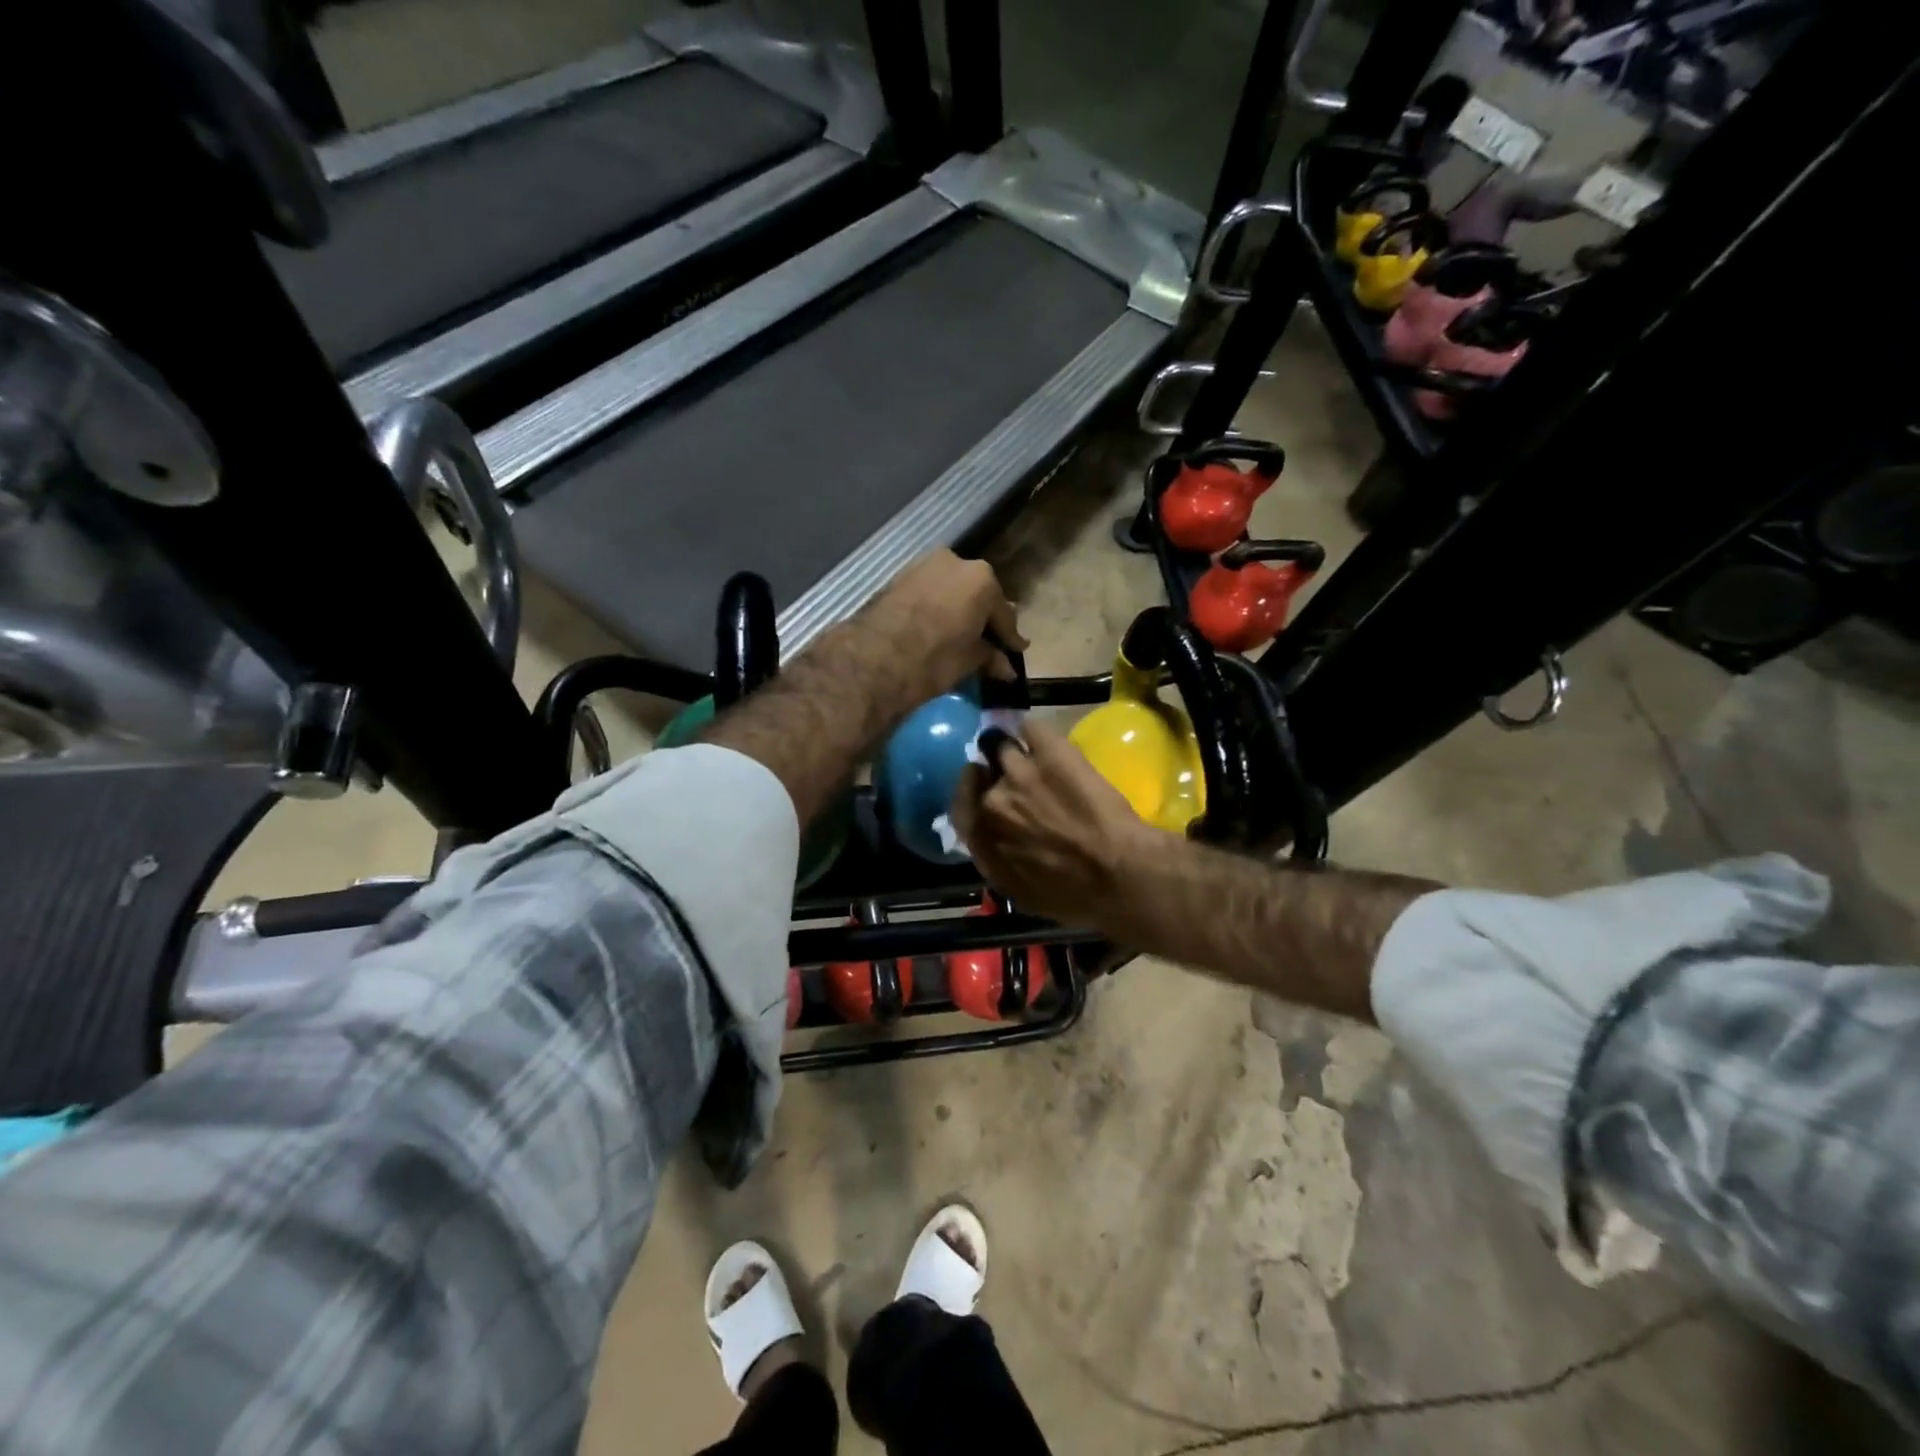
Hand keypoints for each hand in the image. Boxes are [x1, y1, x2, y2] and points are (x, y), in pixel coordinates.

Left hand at [852, 551, 1025, 711]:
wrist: (876, 657)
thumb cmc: (935, 658)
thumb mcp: (970, 661)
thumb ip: (990, 657)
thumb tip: (1006, 669)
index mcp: (983, 579)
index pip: (1004, 613)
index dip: (1010, 637)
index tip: (1017, 651)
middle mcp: (957, 562)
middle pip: (978, 595)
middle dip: (984, 619)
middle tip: (990, 642)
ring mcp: (925, 565)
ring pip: (952, 590)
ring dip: (959, 611)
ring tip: (962, 636)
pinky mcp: (900, 576)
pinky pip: (930, 592)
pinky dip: (938, 608)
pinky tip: (938, 627)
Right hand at [949, 720, 1156, 928]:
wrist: (1118, 872)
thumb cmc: (1074, 897)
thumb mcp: (1023, 894)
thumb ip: (999, 862)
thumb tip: (998, 844)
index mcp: (981, 839)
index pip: (961, 805)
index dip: (972, 793)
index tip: (985, 788)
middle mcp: (992, 801)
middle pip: (983, 772)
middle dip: (997, 774)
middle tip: (1020, 778)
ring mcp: (1018, 771)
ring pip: (1003, 747)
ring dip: (1014, 750)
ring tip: (1036, 753)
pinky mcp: (1048, 750)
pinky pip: (1029, 728)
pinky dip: (1033, 732)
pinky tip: (1048, 740)